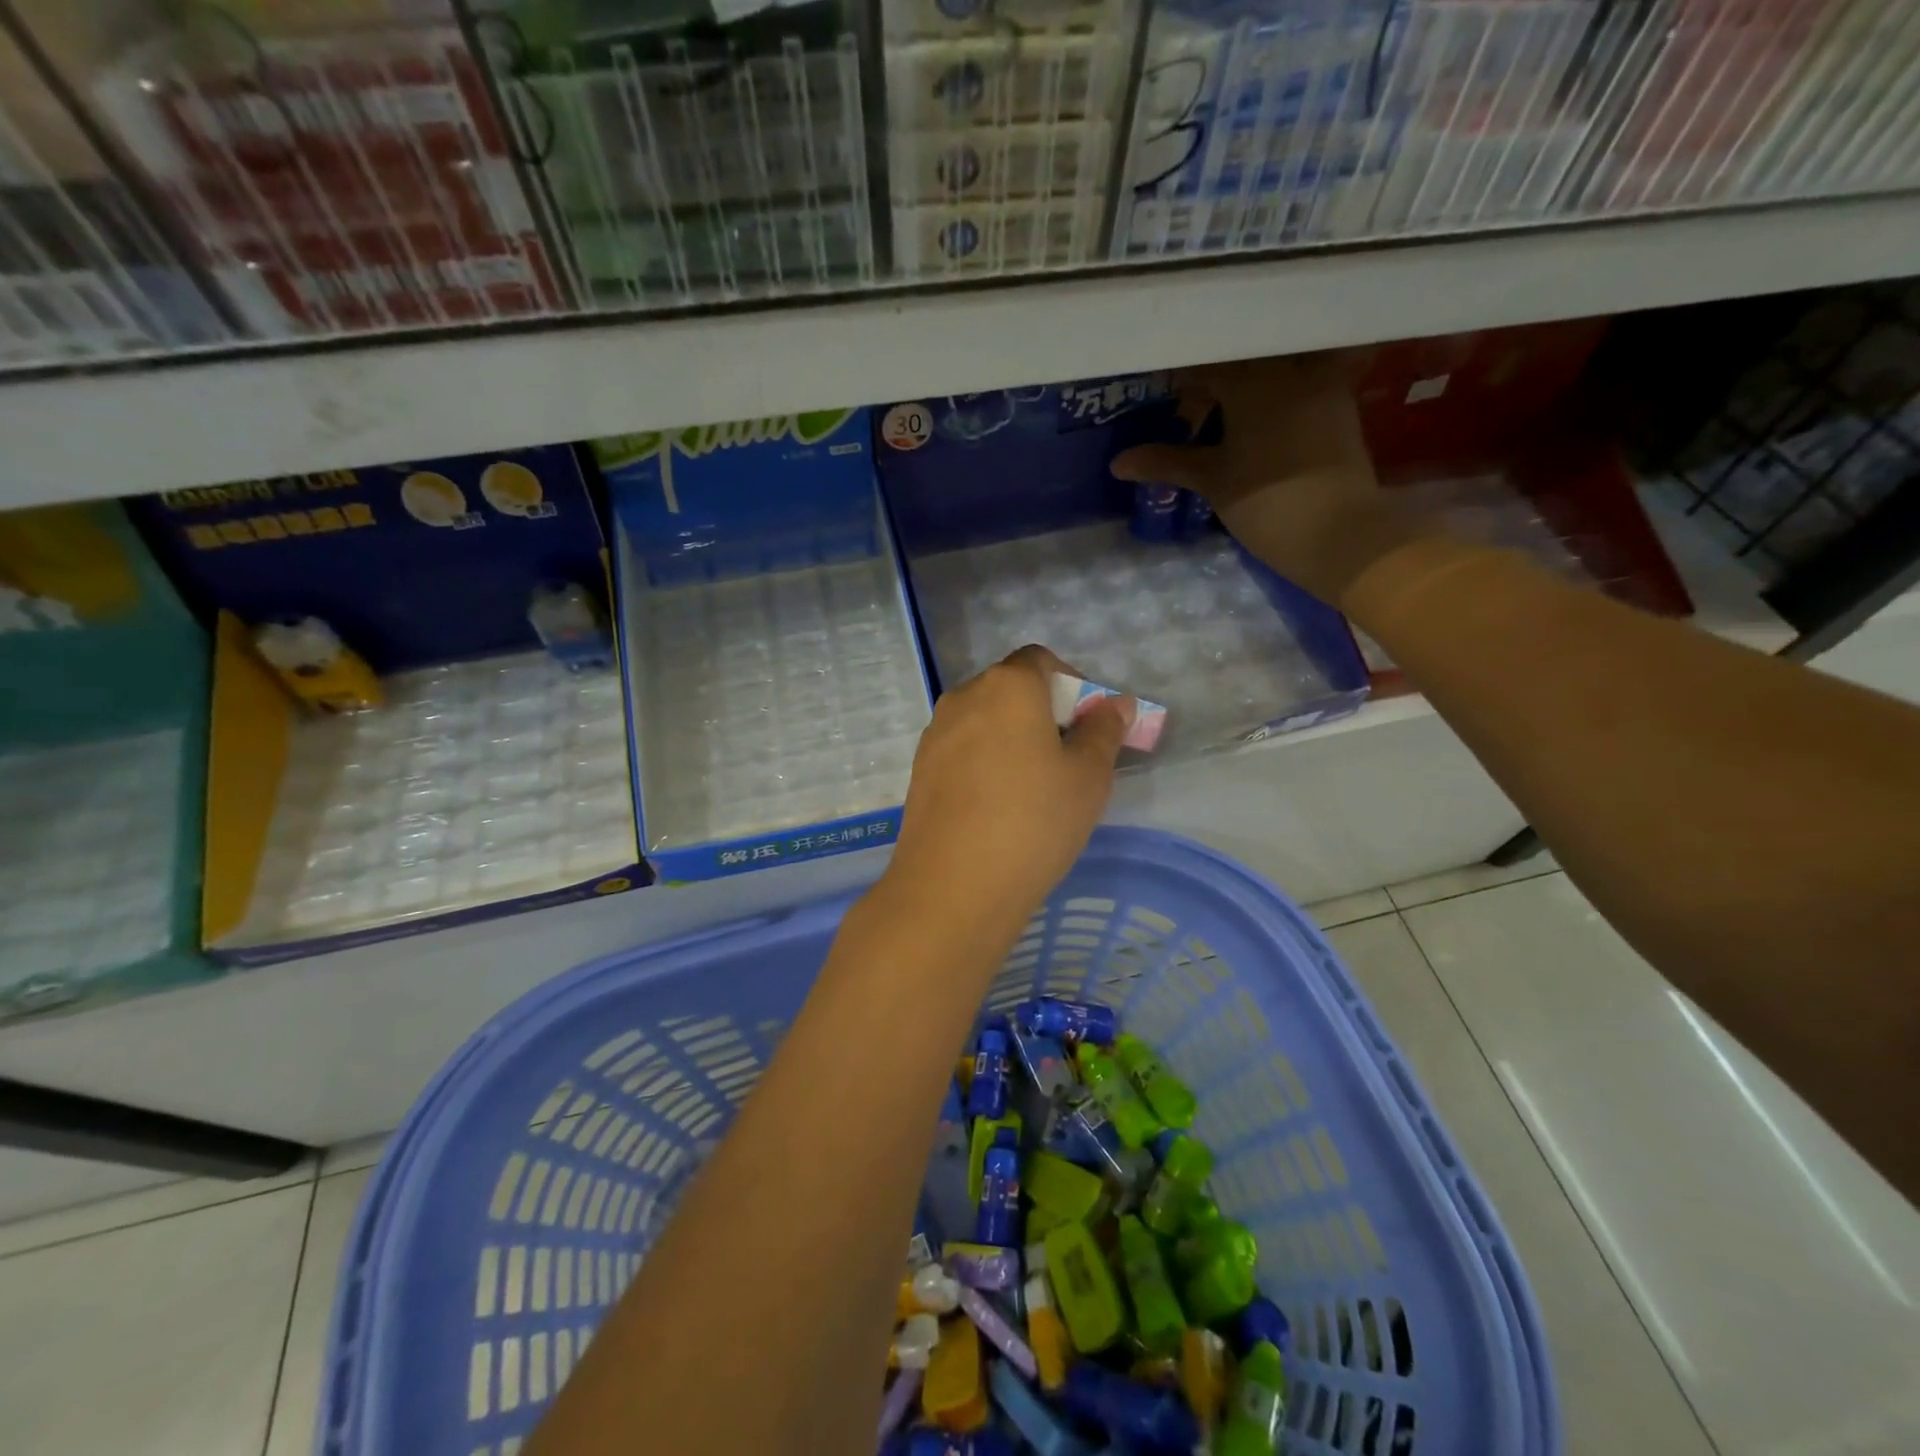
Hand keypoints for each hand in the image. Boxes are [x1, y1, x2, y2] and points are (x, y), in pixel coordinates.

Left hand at [883, 646, 1131, 937]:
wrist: (954, 886)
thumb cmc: (1034, 821)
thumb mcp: (1087, 777)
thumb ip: (1103, 731)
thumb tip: (1114, 704)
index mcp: (1007, 686)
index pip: (1041, 661)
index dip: (1070, 684)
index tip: (1086, 725)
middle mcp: (964, 697)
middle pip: (1010, 688)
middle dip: (1042, 712)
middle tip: (1066, 759)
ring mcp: (935, 733)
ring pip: (984, 720)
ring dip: (1012, 737)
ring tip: (1033, 788)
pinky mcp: (920, 769)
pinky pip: (962, 749)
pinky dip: (984, 761)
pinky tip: (998, 806)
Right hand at [1111, 353, 1432, 604]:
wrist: (1341, 533)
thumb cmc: (1267, 502)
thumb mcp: (1212, 481)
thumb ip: (1166, 462)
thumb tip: (1118, 462)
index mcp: (1253, 379)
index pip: (1205, 365)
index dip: (1178, 379)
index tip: (1159, 395)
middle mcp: (1290, 368)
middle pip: (1243, 360)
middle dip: (1214, 380)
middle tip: (1189, 407)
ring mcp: (1322, 384)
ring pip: (1275, 369)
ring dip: (1248, 385)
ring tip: (1223, 415)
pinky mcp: (1340, 407)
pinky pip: (1302, 385)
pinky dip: (1276, 396)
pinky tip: (1258, 423)